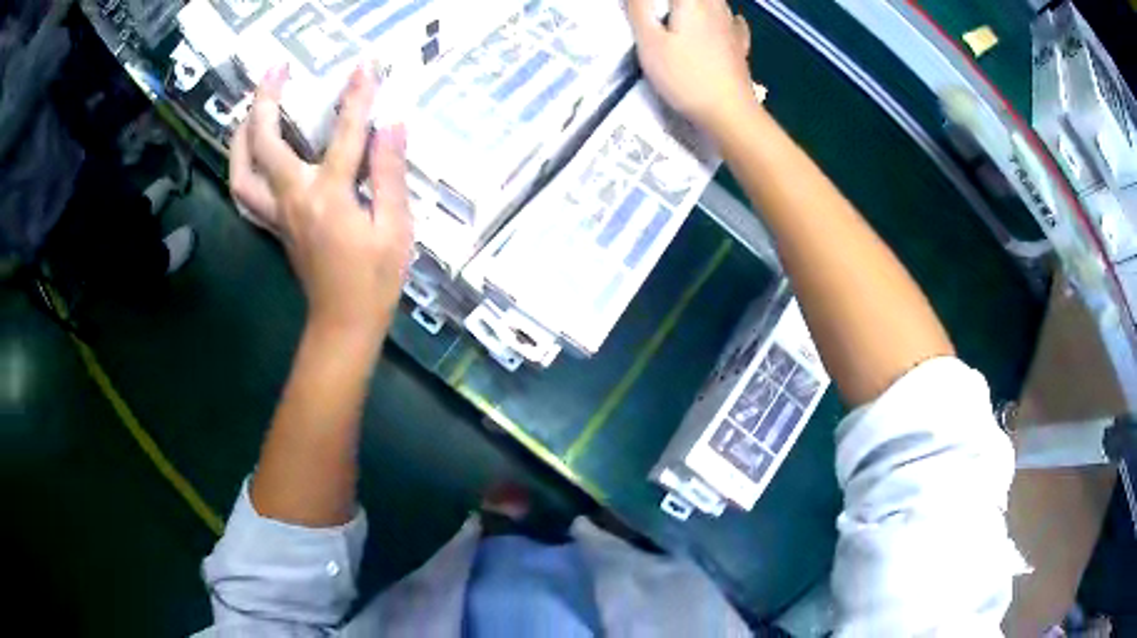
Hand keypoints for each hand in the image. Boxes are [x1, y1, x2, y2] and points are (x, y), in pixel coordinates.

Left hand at [230, 62, 412, 336]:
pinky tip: (249, 152)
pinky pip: (245, 192)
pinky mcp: (274, 225)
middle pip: (265, 143)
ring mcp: (277, 214)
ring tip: (250, 108)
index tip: (366, 65)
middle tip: (275, 69)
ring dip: (241, 135)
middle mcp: (293, 199)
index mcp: (328, 198)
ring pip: (241, 170)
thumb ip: (390, 173)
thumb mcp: (395, 228)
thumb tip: (393, 124)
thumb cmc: (374, 280)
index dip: (357, 96)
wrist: (344, 323)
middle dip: (266, 100)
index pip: (345, 134)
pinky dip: (241, 166)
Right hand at [629, 0, 755, 137]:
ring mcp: (731, 27)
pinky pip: (734, 21)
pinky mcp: (740, 46)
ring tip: (683, 12)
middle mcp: (715, 7)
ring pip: (716, 2)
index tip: (643, 7)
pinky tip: (726, 19)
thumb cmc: (684, 76)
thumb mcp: (649, 42)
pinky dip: (727, 16)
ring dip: (700, 4)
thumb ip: (640, 10)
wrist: (728, 112)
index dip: (652, 1)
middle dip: (675, 2)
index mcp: (691, 2)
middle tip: (659, 11)